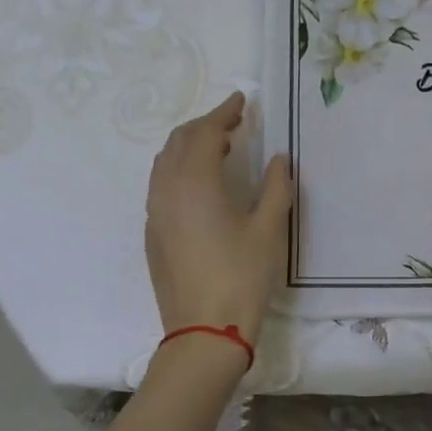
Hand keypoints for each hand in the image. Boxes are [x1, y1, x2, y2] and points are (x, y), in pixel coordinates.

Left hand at [145, 93, 292, 344]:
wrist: (205, 330)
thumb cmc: (242, 276)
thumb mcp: (269, 228)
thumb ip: (277, 186)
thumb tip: (279, 159)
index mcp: (195, 182)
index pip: (206, 133)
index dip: (224, 112)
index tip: (241, 100)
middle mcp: (167, 189)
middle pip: (179, 141)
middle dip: (205, 124)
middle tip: (233, 121)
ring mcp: (154, 212)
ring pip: (164, 162)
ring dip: (189, 146)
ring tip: (218, 147)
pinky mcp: (152, 233)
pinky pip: (160, 185)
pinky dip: (179, 169)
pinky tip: (200, 183)